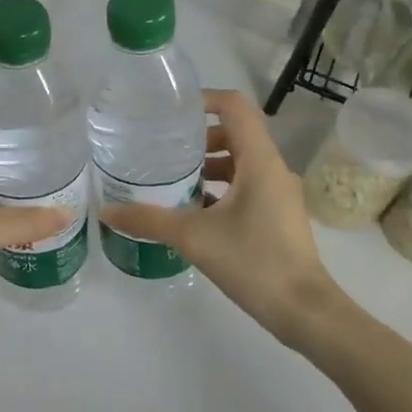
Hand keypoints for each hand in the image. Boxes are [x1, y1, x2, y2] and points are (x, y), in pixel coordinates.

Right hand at [99, 89, 342, 349]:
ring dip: (209, 164)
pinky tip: (193, 210)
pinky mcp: (279, 215)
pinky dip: (221, 188)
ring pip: (241, 162)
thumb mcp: (193, 237)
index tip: (171, 111)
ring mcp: (279, 193)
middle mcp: (273, 168)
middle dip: (199, 137)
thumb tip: (107, 211)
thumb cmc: (254, 262)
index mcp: (259, 160)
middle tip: (164, 149)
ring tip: (173, 179)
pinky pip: (247, 186)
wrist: (304, 312)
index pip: (235, 106)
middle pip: (235, 133)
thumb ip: (148, 220)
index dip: (203, 99)